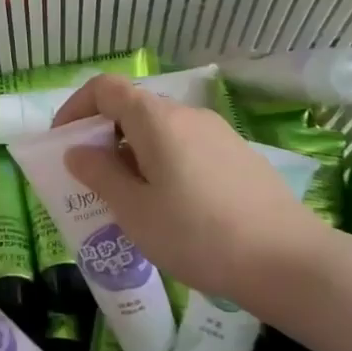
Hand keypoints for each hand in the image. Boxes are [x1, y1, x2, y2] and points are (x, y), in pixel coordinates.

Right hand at [51, 74, 339, 316]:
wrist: (288, 262)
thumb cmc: (197, 234)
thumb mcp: (134, 210)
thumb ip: (100, 174)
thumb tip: (78, 151)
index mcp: (157, 119)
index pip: (105, 88)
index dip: (76, 107)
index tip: (63, 141)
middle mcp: (188, 115)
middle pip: (134, 108)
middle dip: (104, 135)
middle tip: (92, 177)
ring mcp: (219, 134)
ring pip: (162, 130)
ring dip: (134, 152)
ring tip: (130, 198)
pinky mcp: (240, 156)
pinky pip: (188, 147)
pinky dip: (164, 162)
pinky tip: (172, 206)